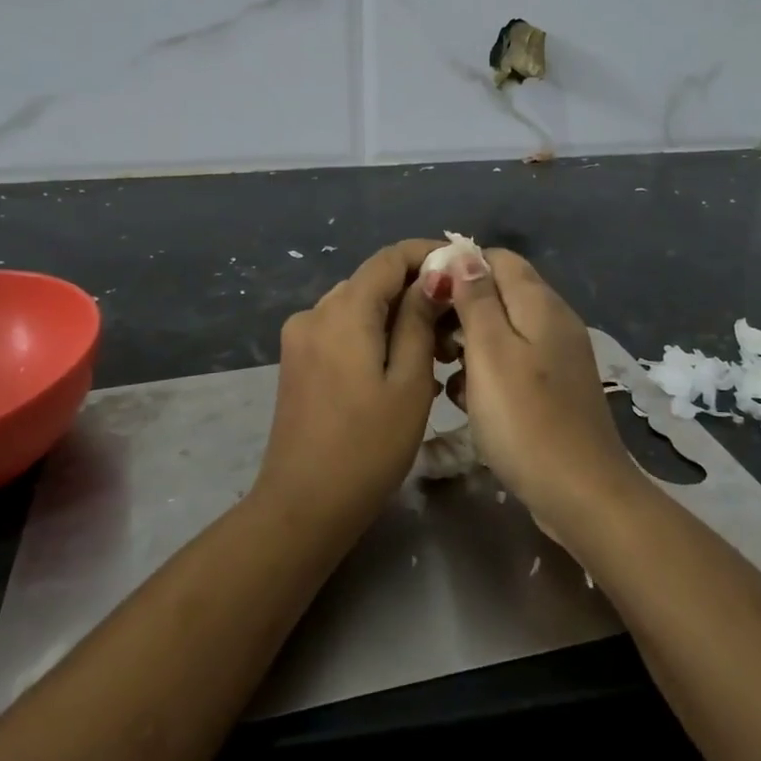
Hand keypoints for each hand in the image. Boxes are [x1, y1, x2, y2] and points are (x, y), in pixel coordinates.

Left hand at [255, 239, 444, 530]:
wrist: (303, 506)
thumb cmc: (367, 447)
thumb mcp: (409, 383)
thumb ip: (419, 320)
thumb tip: (433, 277)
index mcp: (342, 311)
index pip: (388, 258)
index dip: (427, 254)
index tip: (463, 268)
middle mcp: (314, 312)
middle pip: (372, 282)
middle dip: (416, 291)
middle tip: (456, 323)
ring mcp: (300, 337)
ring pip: (358, 307)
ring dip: (397, 318)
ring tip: (435, 353)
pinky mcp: (297, 361)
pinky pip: (342, 331)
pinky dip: (374, 337)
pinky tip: (401, 369)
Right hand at [446, 249, 642, 530]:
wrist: (580, 493)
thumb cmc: (525, 419)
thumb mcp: (490, 352)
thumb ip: (475, 300)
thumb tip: (462, 255)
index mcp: (540, 303)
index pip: (496, 258)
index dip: (458, 269)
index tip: (425, 297)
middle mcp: (553, 320)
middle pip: (499, 293)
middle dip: (460, 309)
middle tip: (429, 342)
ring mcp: (557, 356)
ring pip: (503, 331)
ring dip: (469, 344)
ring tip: (443, 372)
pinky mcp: (554, 388)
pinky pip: (514, 362)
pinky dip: (488, 372)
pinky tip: (468, 399)